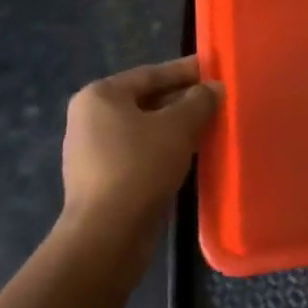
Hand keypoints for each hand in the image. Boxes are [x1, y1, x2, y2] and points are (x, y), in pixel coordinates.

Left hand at [61, 57, 221, 236]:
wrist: (107, 237)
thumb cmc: (140, 167)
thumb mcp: (179, 126)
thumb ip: (200, 101)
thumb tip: (214, 88)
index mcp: (100, 96)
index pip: (151, 74)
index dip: (186, 71)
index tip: (215, 69)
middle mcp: (90, 119)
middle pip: (147, 101)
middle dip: (183, 100)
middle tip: (217, 100)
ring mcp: (92, 153)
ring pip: (145, 130)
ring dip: (176, 128)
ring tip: (210, 126)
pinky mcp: (101, 182)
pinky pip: (139, 154)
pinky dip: (164, 150)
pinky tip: (191, 155)